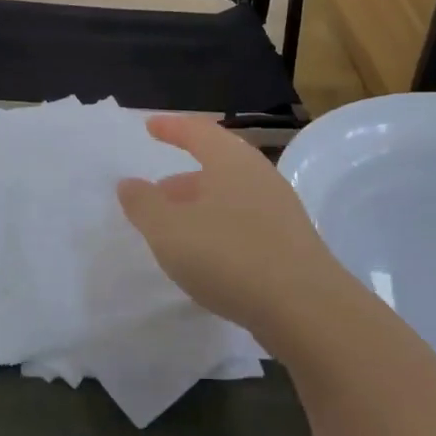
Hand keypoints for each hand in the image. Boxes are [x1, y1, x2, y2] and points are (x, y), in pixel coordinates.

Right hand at [117, 114, 351, 336]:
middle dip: (182, 178)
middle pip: (216, 165)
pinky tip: (206, 257)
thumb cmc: (229, 257)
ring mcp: (280, 211)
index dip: (171, 127)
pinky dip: (218, 229)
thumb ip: (144, 205)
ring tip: (174, 230)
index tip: (149, 126)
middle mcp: (259, 177)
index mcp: (232, 161)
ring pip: (230, 197)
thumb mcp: (169, 231)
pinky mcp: (290, 244)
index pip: (197, 131)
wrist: (305, 309)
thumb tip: (129, 183)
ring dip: (199, 207)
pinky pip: (244, 223)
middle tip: (155, 194)